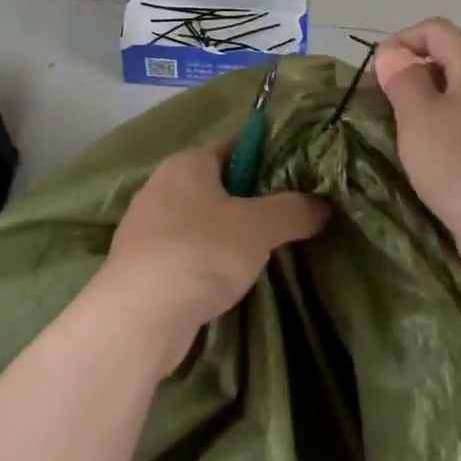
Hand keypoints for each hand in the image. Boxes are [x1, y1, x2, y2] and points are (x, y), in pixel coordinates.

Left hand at [93, 141, 328, 374]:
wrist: (138, 317)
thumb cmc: (200, 253)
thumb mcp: (259, 227)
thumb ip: (294, 210)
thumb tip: (322, 206)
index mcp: (187, 163)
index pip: (235, 143)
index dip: (269, 153)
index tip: (300, 171)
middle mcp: (163, 186)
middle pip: (220, 182)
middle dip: (254, 198)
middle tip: (292, 214)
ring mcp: (149, 227)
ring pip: (204, 220)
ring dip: (232, 233)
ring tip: (268, 250)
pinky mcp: (145, 265)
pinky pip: (189, 251)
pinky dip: (211, 260)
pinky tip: (232, 279)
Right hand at [374, 18, 460, 287]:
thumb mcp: (418, 117)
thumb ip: (403, 80)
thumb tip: (393, 54)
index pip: (437, 30)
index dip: (401, 41)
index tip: (376, 73)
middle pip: (451, 64)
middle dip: (413, 77)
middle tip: (383, 108)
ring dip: (428, 111)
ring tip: (403, 139)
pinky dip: (447, 138)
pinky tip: (433, 166)